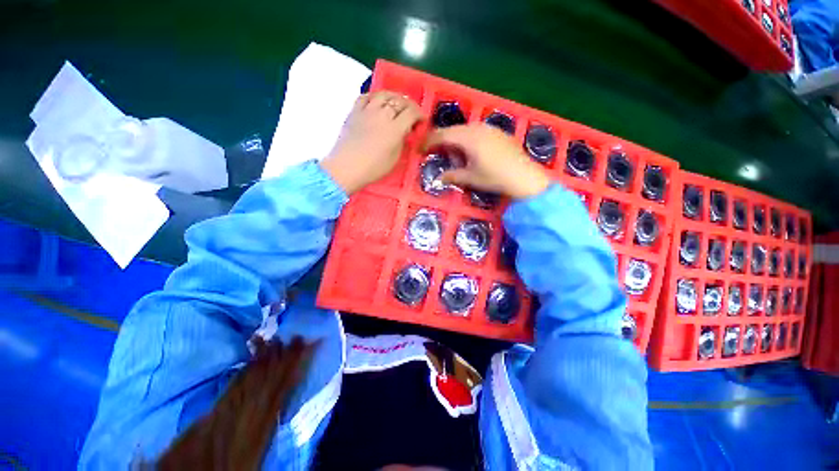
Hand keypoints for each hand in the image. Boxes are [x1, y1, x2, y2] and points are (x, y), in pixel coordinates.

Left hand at [320, 91, 422, 194]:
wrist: (346, 167)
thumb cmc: (373, 168)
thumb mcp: (394, 158)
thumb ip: (401, 141)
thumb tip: (404, 132)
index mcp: (394, 129)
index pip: (411, 113)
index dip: (419, 114)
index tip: (422, 120)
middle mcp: (382, 115)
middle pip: (399, 101)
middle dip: (409, 105)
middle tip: (412, 112)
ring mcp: (367, 111)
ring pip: (383, 94)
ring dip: (394, 97)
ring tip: (397, 103)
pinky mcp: (354, 111)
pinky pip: (365, 96)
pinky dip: (374, 96)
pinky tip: (377, 101)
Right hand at [423, 124, 550, 199]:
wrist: (524, 176)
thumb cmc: (494, 178)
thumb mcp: (470, 178)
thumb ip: (452, 176)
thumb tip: (438, 179)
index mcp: (468, 138)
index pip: (442, 135)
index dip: (429, 141)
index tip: (420, 148)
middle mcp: (477, 128)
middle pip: (453, 130)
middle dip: (442, 140)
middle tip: (435, 152)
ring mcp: (490, 128)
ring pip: (465, 130)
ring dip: (456, 140)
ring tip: (455, 155)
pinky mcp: (498, 132)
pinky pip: (477, 131)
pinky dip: (469, 139)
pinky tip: (472, 152)